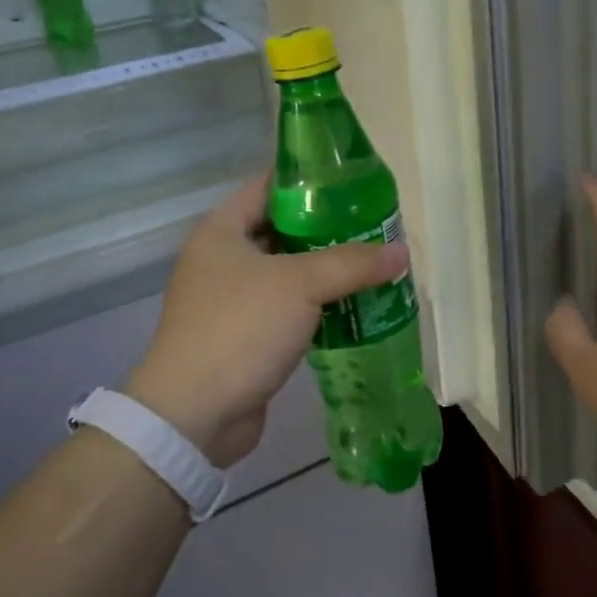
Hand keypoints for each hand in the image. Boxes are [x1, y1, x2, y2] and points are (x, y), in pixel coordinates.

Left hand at [128, 175, 408, 466]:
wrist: (195, 415)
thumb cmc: (240, 329)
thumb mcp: (300, 285)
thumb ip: (352, 263)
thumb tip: (401, 252)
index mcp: (221, 231)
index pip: (267, 187)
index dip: (307, 180)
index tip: (351, 181)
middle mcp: (222, 260)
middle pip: (282, 230)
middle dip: (327, 228)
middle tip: (374, 225)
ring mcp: (231, 300)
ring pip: (288, 273)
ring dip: (326, 271)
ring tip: (373, 262)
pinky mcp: (245, 336)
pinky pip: (288, 308)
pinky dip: (318, 305)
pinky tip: (355, 305)